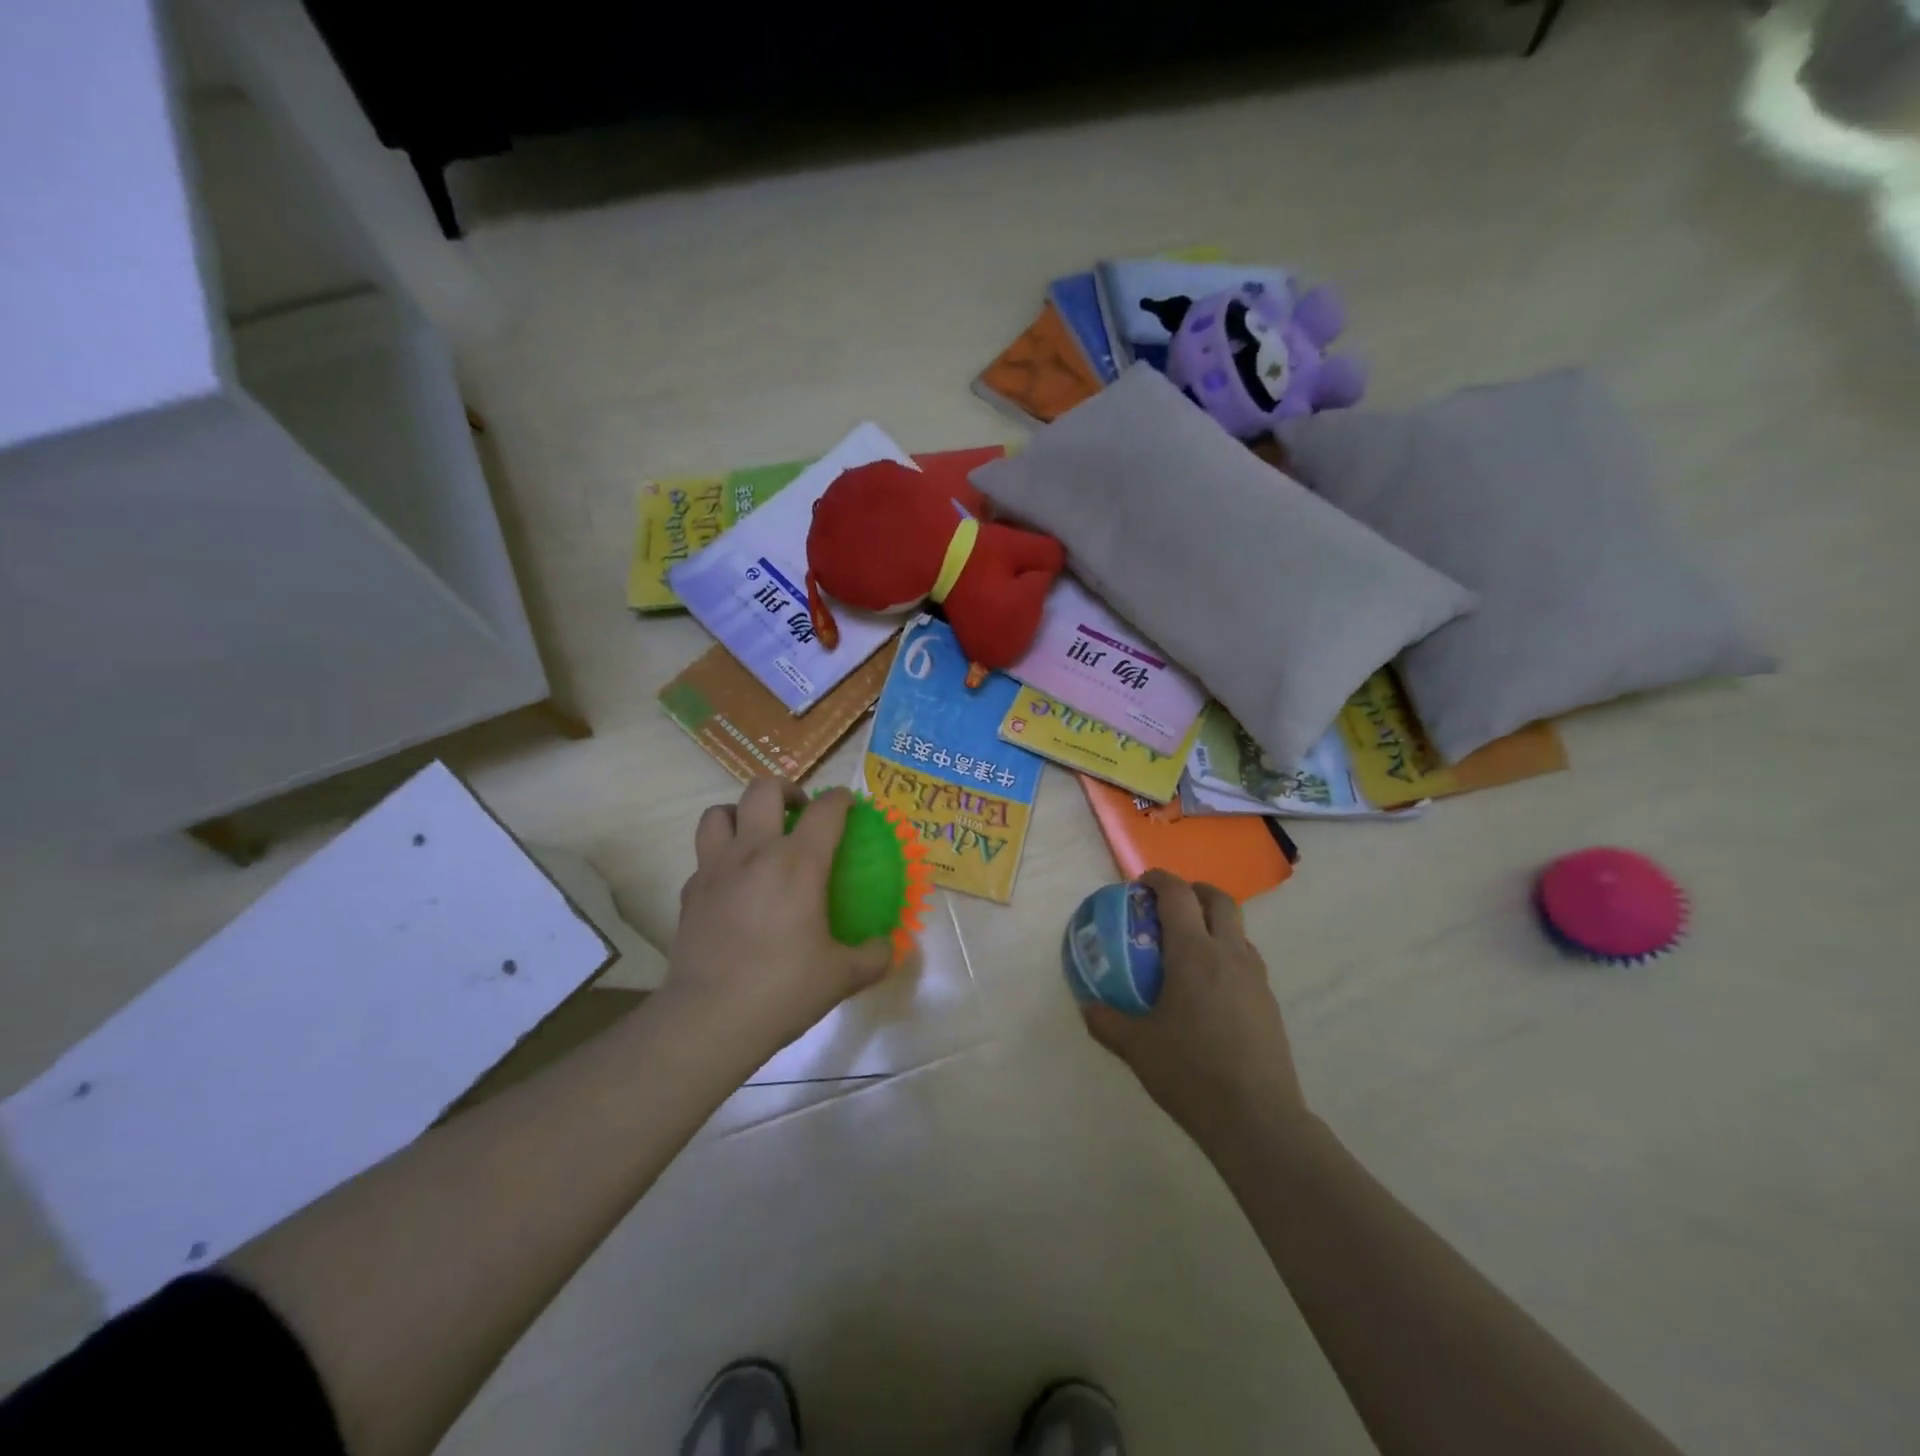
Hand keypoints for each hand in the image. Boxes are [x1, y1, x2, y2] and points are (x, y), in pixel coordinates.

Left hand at [668, 781, 892, 1061]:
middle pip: (762, 789)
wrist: (710, 1018)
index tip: (849, 805)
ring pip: (719, 813)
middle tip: (799, 812)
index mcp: (798, 863)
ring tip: (757, 834)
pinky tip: (733, 883)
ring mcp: (715, 869)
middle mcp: (754, 852)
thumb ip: (875, 955)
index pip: (825, 810)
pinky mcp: (690, 892)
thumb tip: (889, 945)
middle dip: (786, 790)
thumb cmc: (783, 990)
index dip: (841, 799)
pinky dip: (720, 857)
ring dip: (740, 813)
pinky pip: (704, 856)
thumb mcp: (843, 976)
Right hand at [1082, 870, 1306, 1146]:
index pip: (1177, 895)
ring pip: (1238, 930)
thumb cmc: (1190, 1072)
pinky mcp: (1269, 1002)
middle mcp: (1229, 954)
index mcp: (1193, 953)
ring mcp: (1255, 977)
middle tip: (1170, 905)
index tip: (1140, 884)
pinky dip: (1227, 954)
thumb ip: (1107, 1021)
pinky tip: (1210, 988)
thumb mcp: (1136, 1047)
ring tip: (1189, 947)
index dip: (1158, 879)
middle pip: (1219, 900)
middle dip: (1194, 891)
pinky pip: (1247, 960)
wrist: (1257, 1118)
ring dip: (1215, 923)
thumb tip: (1088, 1005)